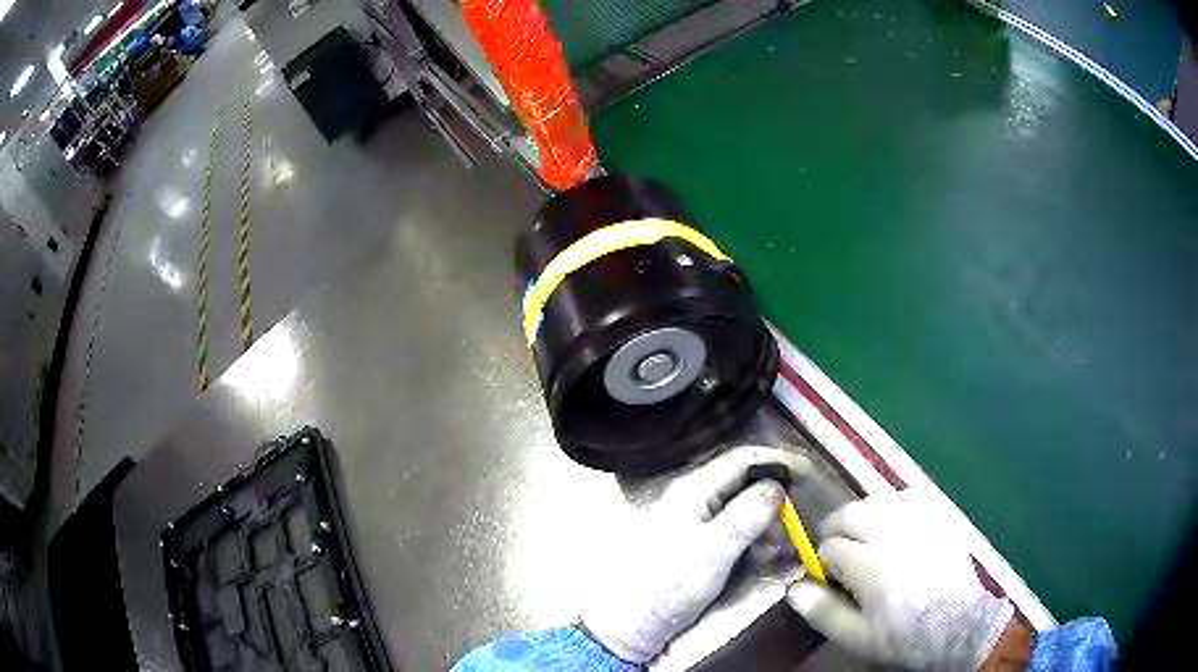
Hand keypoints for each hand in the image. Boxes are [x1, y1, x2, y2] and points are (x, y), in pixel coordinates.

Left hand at [581, 446, 812, 663]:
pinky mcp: (700, 541)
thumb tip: (779, 486)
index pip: (742, 458)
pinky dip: (757, 536)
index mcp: (693, 489)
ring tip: (782, 545)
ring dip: (768, 520)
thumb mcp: (713, 553)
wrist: (636, 623)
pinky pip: (737, 527)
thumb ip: (746, 517)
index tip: (809, 474)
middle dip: (776, 496)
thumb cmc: (671, 587)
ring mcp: (696, 518)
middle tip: (797, 519)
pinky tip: (766, 554)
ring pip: (743, 504)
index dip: (778, 461)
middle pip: (745, 480)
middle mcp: (694, 496)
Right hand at [786, 490, 1013, 670]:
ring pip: (876, 500)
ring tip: (866, 536)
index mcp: (867, 563)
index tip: (831, 579)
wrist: (956, 624)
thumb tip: (793, 588)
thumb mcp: (857, 636)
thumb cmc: (902, 635)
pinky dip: (895, 504)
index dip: (824, 563)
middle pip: (849, 513)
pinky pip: (908, 495)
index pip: (829, 547)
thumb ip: (822, 612)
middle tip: (842, 552)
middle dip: (837, 530)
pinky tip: (896, 522)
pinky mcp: (938, 514)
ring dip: (863, 515)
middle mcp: (890, 531)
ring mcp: (917, 519)